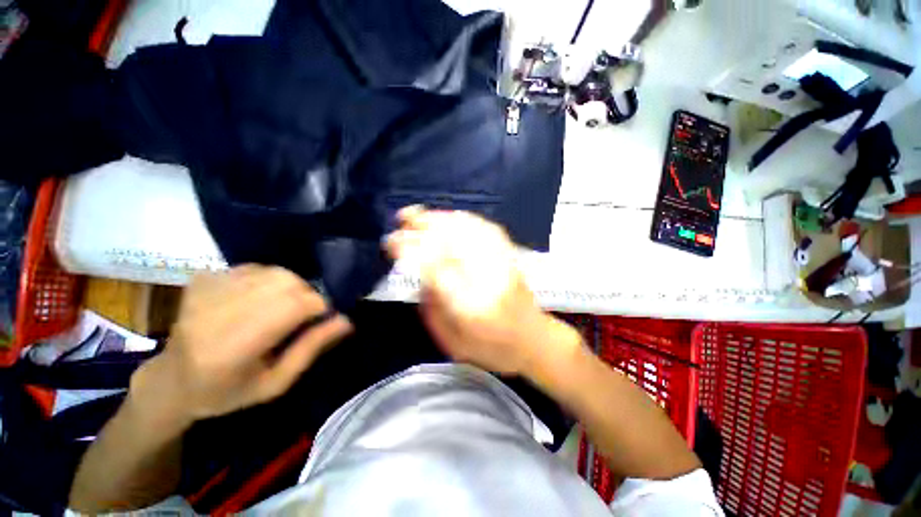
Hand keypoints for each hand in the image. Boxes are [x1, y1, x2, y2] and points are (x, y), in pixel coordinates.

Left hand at [131, 265, 352, 424]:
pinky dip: (270, 279)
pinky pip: (256, 267)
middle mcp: (218, 312)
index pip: (293, 306)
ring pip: (274, 271)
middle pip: (286, 282)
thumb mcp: (276, 383)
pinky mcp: (204, 279)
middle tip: (304, 314)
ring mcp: (207, 291)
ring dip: (292, 286)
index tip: (323, 318)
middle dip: (308, 295)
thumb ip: (311, 348)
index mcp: (234, 348)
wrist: (171, 381)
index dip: (319, 307)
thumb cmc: (227, 392)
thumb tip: (347, 320)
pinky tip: (262, 298)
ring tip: (284, 306)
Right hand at [385, 207, 573, 374]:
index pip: (435, 266)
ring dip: (441, 218)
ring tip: (420, 215)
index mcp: (470, 305)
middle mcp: (488, 278)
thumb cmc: (491, 350)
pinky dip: (464, 219)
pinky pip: (486, 228)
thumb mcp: (452, 342)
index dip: (410, 248)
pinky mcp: (510, 256)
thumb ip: (432, 307)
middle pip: (452, 240)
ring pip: (469, 229)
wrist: (534, 341)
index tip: (391, 240)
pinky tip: (450, 217)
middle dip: (423, 225)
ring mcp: (503, 263)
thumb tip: (418, 273)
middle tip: (402, 218)